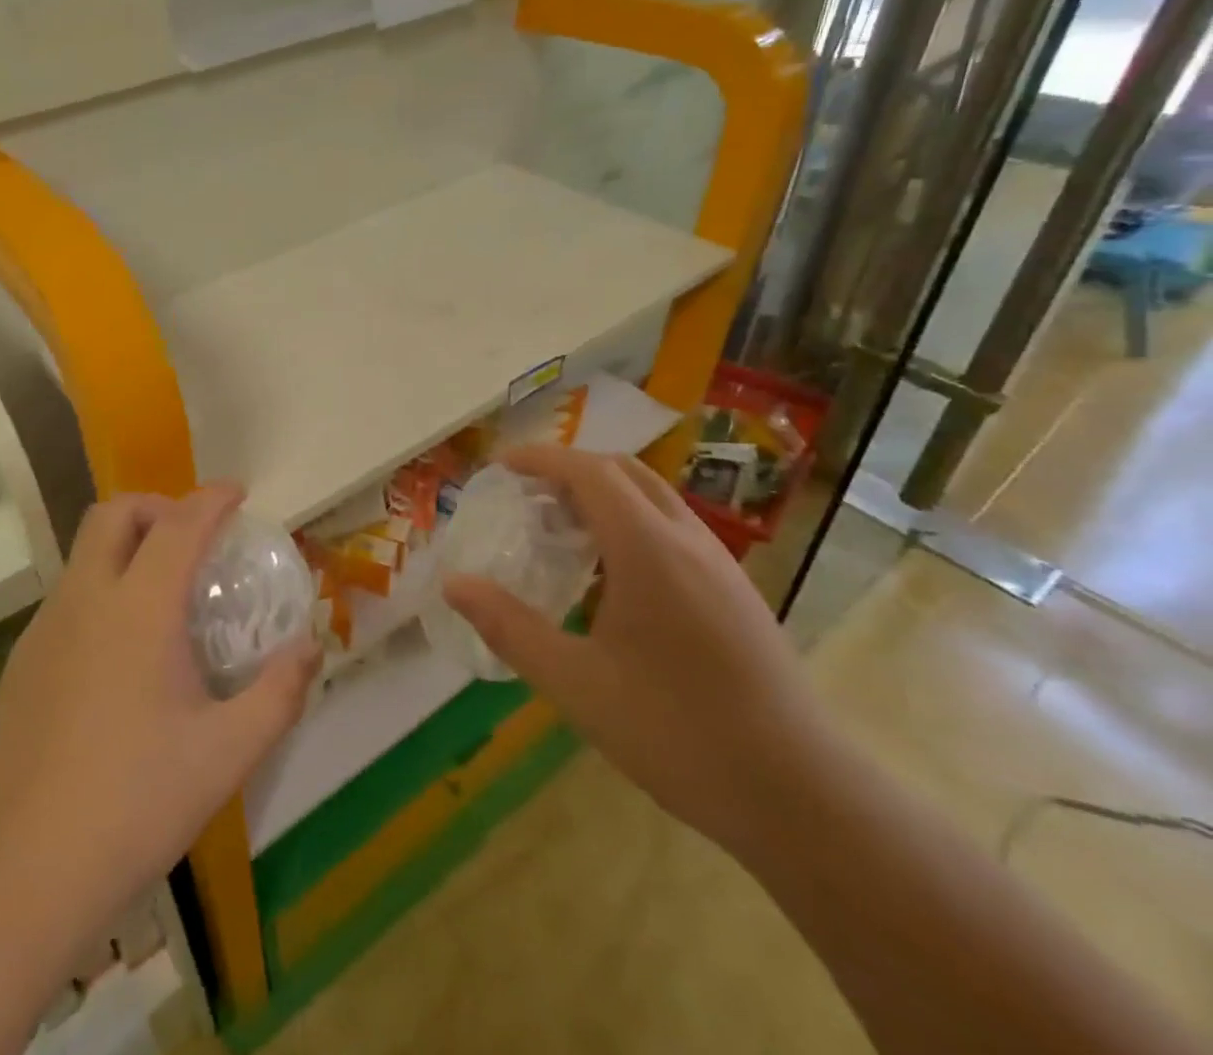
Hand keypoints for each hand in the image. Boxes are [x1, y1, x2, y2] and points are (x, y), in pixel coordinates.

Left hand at [0, 485, 320, 926]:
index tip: (238, 493)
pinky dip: (102, 588)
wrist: (16, 874)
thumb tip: (311, 646)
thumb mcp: (226, 754)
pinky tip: (121, 653)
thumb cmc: (133, 805)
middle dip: (158, 505)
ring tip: (164, 596)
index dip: (212, 498)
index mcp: (138, 607)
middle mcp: (85, 599)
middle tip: (194, 537)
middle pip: (114, 513)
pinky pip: (69, 596)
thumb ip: (278, 693)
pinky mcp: (20, 662)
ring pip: (85, 553)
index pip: (180, 523)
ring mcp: (44, 629)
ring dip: (127, 546)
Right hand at [442, 447, 835, 855]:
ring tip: (561, 528)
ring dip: (604, 493)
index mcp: (648, 549)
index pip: (590, 472)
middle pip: (625, 472)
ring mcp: (720, 566)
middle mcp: (688, 541)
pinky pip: (673, 529)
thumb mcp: (576, 684)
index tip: (501, 465)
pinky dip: (631, 521)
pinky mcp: (736, 593)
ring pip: (655, 498)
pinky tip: (611, 576)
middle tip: (526, 493)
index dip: (541, 458)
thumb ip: (510, 627)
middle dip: (571, 467)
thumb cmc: (678, 733)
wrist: (803, 798)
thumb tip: (453, 584)